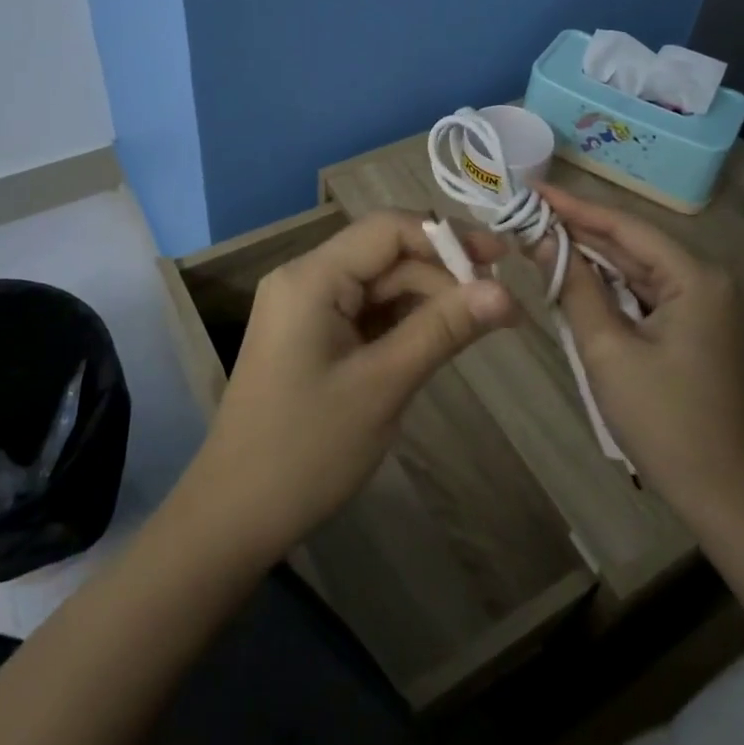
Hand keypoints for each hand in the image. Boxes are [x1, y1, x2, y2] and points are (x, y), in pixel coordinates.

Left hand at [183, 210, 512, 565]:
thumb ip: (443, 328)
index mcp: (311, 277)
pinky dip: (403, 320)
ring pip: (379, 283)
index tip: (502, 261)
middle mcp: (305, 278)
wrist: (236, 515)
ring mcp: (305, 307)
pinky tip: (439, 336)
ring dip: (427, 298)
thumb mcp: (384, 385)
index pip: (388, 229)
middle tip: (501, 306)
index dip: (448, 237)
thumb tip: (506, 291)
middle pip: (385, 254)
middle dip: (442, 273)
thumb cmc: (307, 449)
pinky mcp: (311, 335)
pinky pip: (365, 311)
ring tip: (481, 323)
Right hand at [532, 182, 743, 520]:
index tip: (532, 190)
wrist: (716, 490)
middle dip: (579, 230)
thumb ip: (573, 286)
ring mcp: (703, 303)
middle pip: (632, 243)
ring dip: (590, 257)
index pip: (625, 227)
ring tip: (538, 237)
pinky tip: (572, 275)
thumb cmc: (660, 418)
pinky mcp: (693, 324)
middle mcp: (705, 279)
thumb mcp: (606, 349)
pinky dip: (608, 285)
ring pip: (635, 267)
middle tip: (527, 213)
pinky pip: (643, 291)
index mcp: (695, 278)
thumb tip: (539, 239)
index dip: (575, 207)